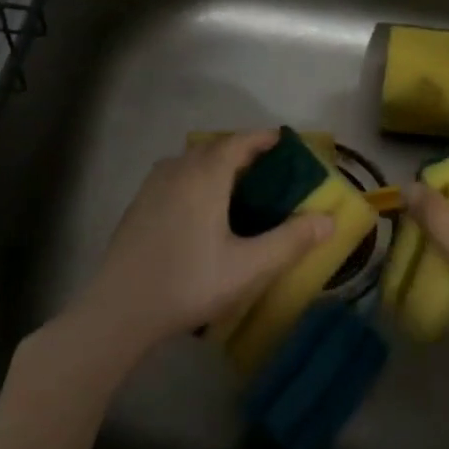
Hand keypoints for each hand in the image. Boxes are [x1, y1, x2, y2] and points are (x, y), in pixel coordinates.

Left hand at [60, 131, 331, 369]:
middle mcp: (179, 169)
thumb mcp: (247, 267)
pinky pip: (176, 175)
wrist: (119, 309)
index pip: (240, 142)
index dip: (264, 139)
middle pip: (216, 147)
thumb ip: (290, 241)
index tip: (286, 144)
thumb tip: (329, 220)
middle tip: (269, 171)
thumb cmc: (188, 282)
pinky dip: (196, 177)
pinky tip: (202, 208)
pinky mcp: (139, 203)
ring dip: (218, 163)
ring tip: (239, 187)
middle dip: (244, 151)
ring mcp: (154, 184)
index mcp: (206, 175)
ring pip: (193, 160)